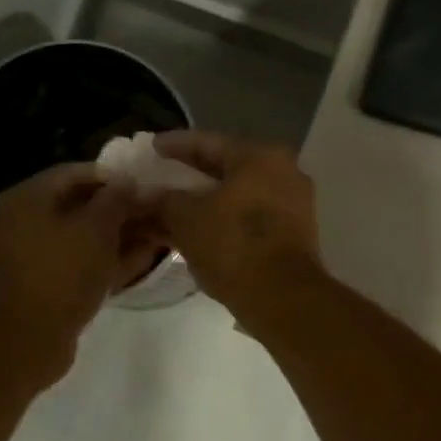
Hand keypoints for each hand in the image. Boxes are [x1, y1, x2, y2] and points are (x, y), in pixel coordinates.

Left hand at [0, 164, 157, 382]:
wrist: (27, 341)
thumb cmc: (61, 274)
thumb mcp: (96, 229)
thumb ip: (116, 200)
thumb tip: (128, 182)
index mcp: (24, 199)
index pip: (73, 173)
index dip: (111, 177)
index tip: (144, 185)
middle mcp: (22, 222)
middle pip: (77, 206)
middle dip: (118, 210)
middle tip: (154, 211)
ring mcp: (31, 257)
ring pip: (81, 238)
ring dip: (117, 236)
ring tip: (155, 235)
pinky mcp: (43, 285)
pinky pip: (78, 263)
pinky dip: (105, 260)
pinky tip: (140, 260)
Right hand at [153, 132, 322, 330]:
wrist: (282, 297)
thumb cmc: (233, 245)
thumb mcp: (186, 218)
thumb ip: (163, 201)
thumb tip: (146, 196)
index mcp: (260, 157)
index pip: (207, 142)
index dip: (174, 145)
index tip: (151, 147)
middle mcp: (283, 173)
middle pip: (226, 169)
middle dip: (190, 177)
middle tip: (161, 178)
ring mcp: (293, 205)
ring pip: (238, 197)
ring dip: (205, 203)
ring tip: (173, 210)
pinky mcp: (294, 236)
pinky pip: (250, 219)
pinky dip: (223, 221)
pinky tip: (198, 232)